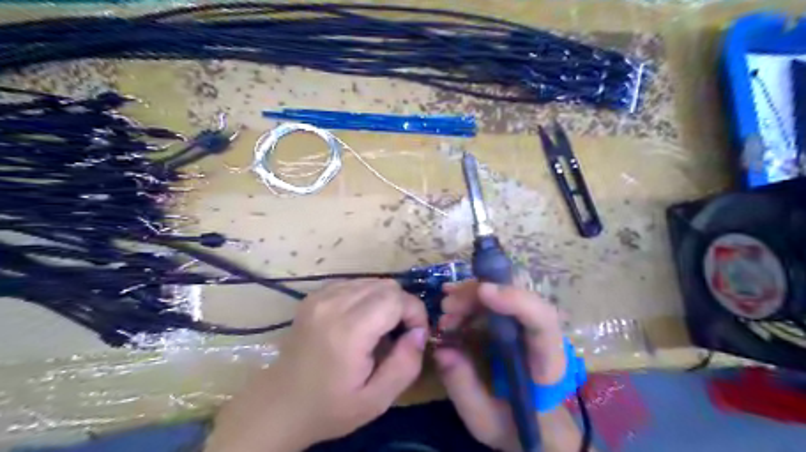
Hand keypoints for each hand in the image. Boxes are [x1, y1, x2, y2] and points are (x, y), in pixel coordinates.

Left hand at [205, 279, 427, 451]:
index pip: (396, 298)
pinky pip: (354, 283)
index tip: (414, 335)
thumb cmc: (329, 408)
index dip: (415, 313)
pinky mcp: (314, 296)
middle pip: (386, 285)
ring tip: (380, 327)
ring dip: (385, 300)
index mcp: (348, 331)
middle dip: (402, 306)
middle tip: (399, 333)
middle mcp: (333, 304)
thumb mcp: (376, 400)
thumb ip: (406, 364)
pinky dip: (367, 297)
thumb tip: (420, 332)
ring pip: (372, 281)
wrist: (279, 405)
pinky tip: (361, 320)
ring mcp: (320, 297)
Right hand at [435, 281, 578, 450]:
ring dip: (471, 295)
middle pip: (517, 299)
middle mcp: (542, 337)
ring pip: (505, 294)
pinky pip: (495, 301)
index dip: (516, 300)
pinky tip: (450, 304)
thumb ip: (463, 387)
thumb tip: (441, 349)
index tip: (483, 292)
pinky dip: (470, 298)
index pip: (543, 321)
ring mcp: (527, 327)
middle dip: (479, 295)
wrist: (532, 426)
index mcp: (546, 364)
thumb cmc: (513, 426)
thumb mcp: (483, 419)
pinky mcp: (513, 324)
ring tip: (445, 310)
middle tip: (446, 306)